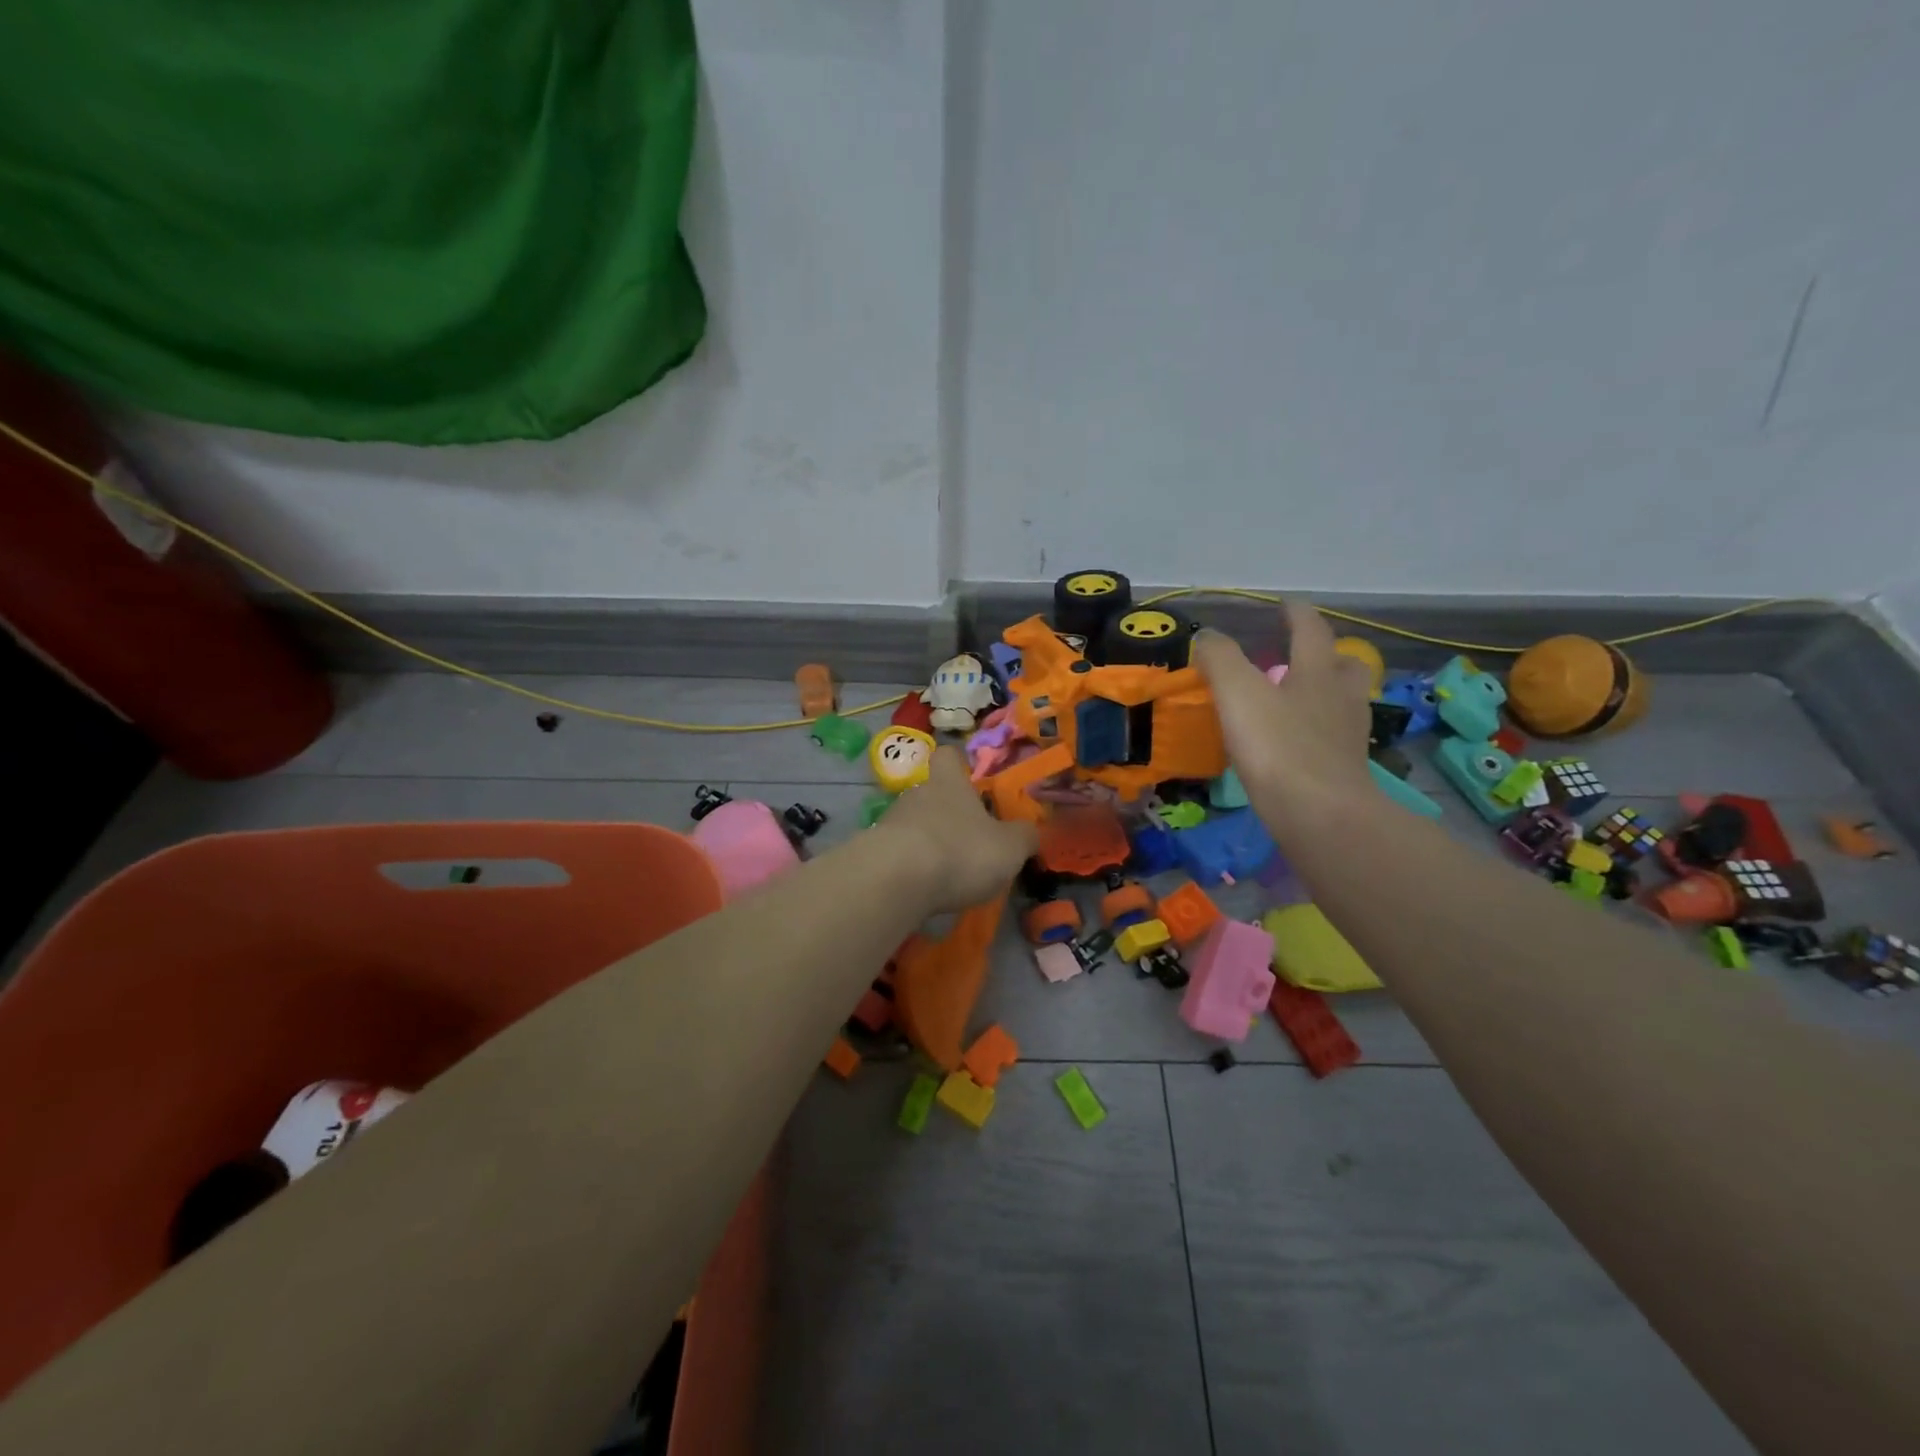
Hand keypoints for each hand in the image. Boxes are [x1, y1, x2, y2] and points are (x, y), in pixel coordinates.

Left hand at [876, 747, 1039, 911]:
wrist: (894, 880)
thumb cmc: (960, 851)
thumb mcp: (1009, 848)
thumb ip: (1023, 837)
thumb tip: (1029, 832)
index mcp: (949, 783)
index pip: (949, 756)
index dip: (959, 765)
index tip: (971, 781)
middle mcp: (916, 794)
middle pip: (931, 793)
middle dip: (947, 814)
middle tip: (968, 841)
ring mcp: (890, 822)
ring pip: (913, 824)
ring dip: (928, 842)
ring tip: (946, 872)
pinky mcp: (872, 853)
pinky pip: (896, 854)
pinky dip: (910, 868)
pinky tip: (922, 889)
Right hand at [1193, 599, 1373, 832]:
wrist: (1320, 815)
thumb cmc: (1278, 747)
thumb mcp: (1238, 694)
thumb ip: (1220, 660)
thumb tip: (1209, 636)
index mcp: (1316, 673)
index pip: (1311, 630)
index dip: (1297, 614)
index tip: (1287, 604)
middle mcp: (1340, 698)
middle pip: (1344, 666)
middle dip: (1327, 656)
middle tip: (1304, 657)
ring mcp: (1348, 737)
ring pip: (1344, 703)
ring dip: (1326, 694)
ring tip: (1299, 701)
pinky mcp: (1345, 771)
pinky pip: (1334, 739)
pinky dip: (1318, 732)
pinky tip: (1298, 744)